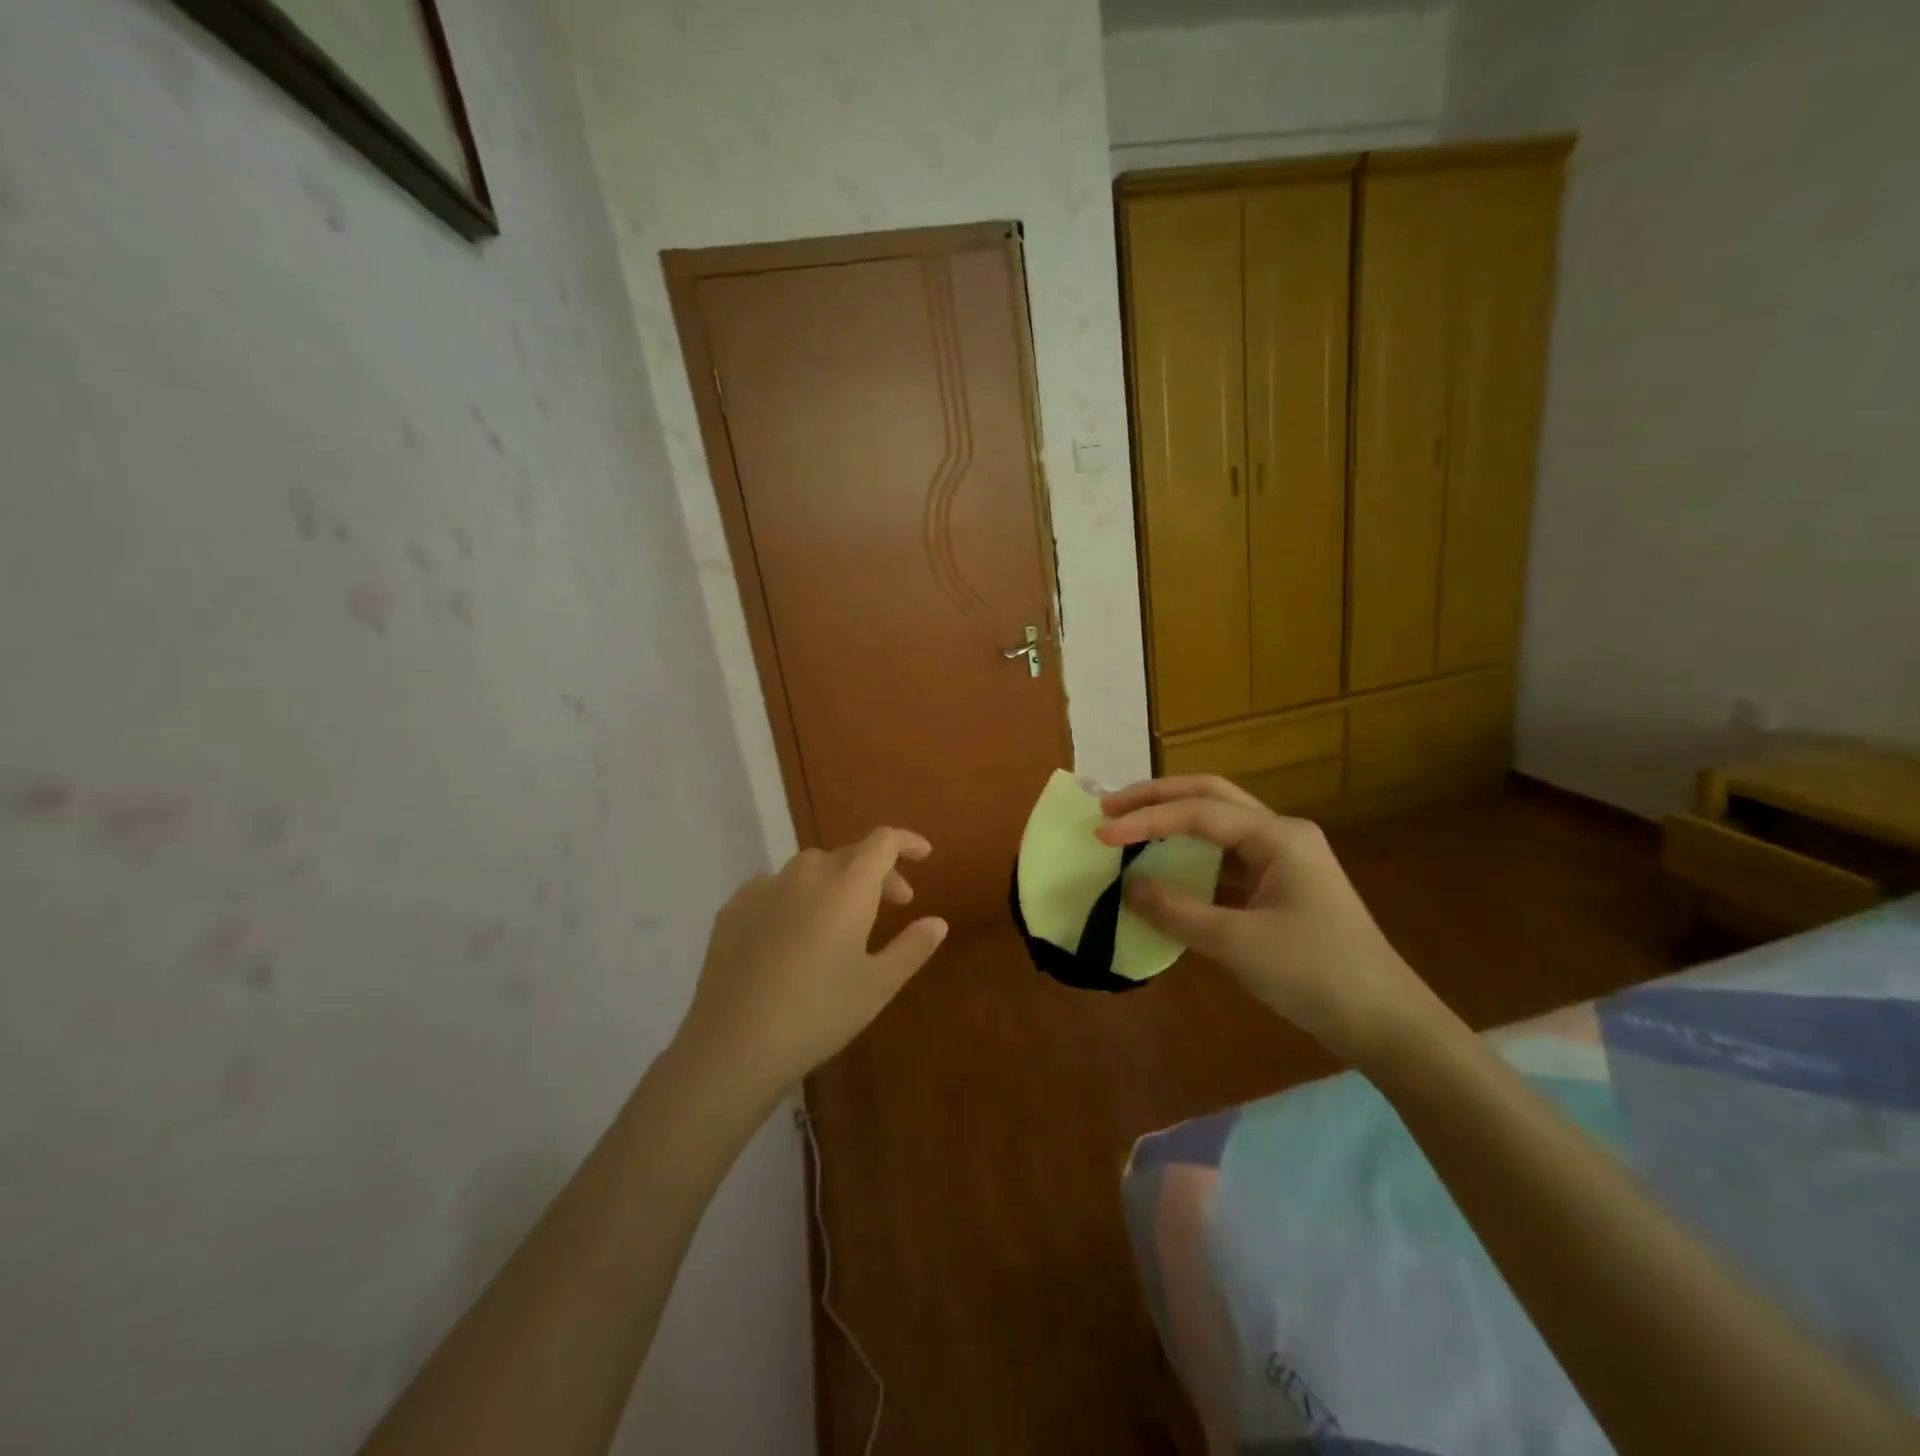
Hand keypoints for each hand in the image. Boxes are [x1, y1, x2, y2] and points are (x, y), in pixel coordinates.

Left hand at [674, 828, 948, 1099]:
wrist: (734, 1044)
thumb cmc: (819, 1013)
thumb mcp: (878, 985)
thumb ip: (912, 947)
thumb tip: (937, 922)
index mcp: (848, 885)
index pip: (883, 842)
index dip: (906, 841)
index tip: (924, 854)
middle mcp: (807, 873)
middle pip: (850, 854)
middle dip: (878, 871)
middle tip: (895, 904)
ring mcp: (764, 887)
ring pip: (811, 868)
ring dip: (836, 881)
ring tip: (843, 918)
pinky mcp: (733, 908)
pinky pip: (775, 887)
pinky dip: (796, 896)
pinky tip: (793, 931)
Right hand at [1097, 776, 1445, 1062]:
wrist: (1386, 1023)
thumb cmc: (1316, 974)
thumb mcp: (1238, 943)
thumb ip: (1177, 911)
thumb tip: (1128, 888)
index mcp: (1278, 836)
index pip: (1198, 812)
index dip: (1146, 820)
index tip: (1101, 833)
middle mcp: (1281, 834)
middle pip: (1210, 797)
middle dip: (1158, 798)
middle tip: (1110, 809)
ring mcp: (1284, 859)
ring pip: (1219, 824)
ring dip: (1174, 822)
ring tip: (1129, 828)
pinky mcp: (1281, 886)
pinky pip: (1226, 859)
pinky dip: (1191, 858)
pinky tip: (1166, 870)